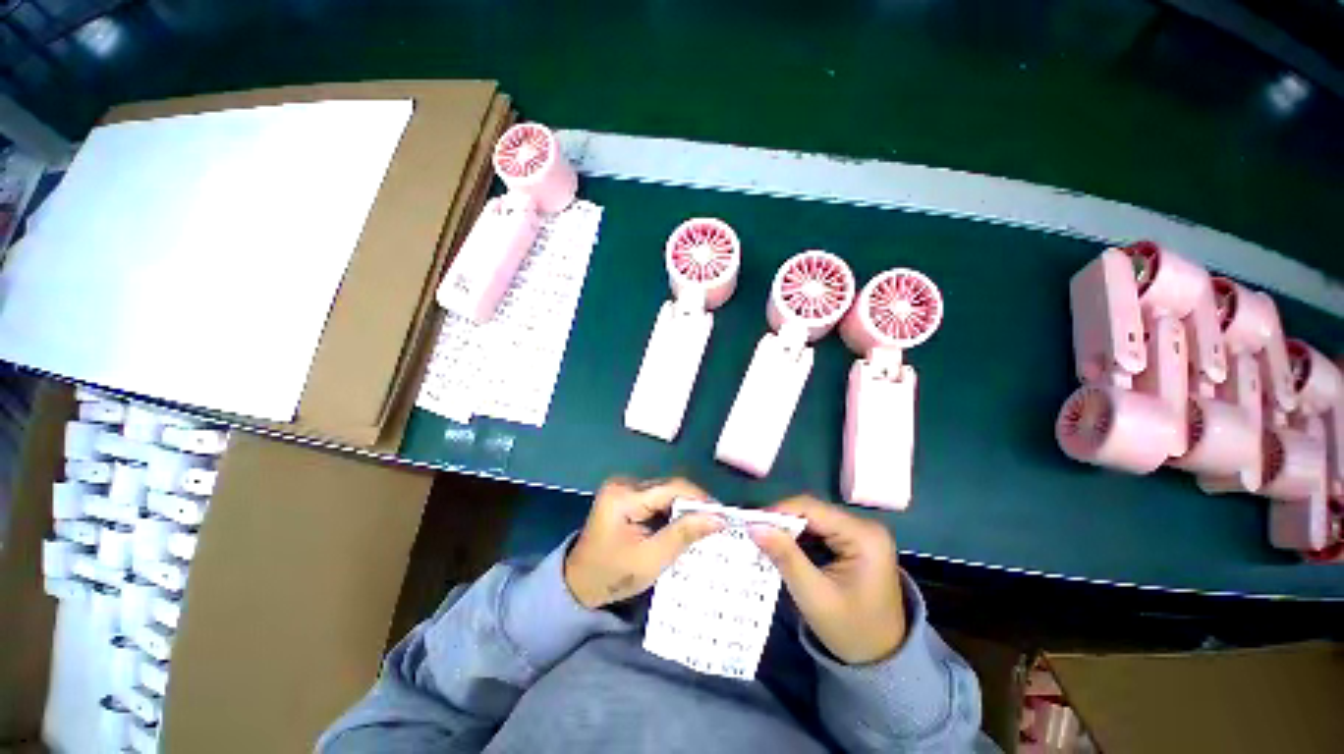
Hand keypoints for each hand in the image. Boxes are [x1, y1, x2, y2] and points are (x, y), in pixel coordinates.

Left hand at [564, 477, 723, 608]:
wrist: (580, 583)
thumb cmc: (613, 575)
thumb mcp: (651, 559)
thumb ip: (684, 534)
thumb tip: (718, 518)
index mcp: (624, 497)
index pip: (671, 488)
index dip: (700, 499)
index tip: (723, 515)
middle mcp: (623, 483)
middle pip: (669, 487)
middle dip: (693, 505)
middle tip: (716, 523)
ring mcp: (623, 486)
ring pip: (666, 491)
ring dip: (684, 507)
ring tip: (703, 525)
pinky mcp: (625, 493)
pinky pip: (657, 496)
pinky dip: (671, 509)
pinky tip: (682, 524)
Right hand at [750, 495, 905, 664]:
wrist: (883, 660)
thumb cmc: (851, 631)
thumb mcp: (814, 596)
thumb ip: (785, 557)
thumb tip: (754, 526)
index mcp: (864, 536)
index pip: (812, 509)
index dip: (778, 511)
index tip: (750, 522)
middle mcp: (865, 526)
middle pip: (813, 511)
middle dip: (781, 521)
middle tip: (753, 532)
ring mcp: (861, 533)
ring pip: (814, 519)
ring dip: (788, 528)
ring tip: (763, 538)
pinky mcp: (855, 541)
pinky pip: (820, 530)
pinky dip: (799, 537)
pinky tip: (783, 546)